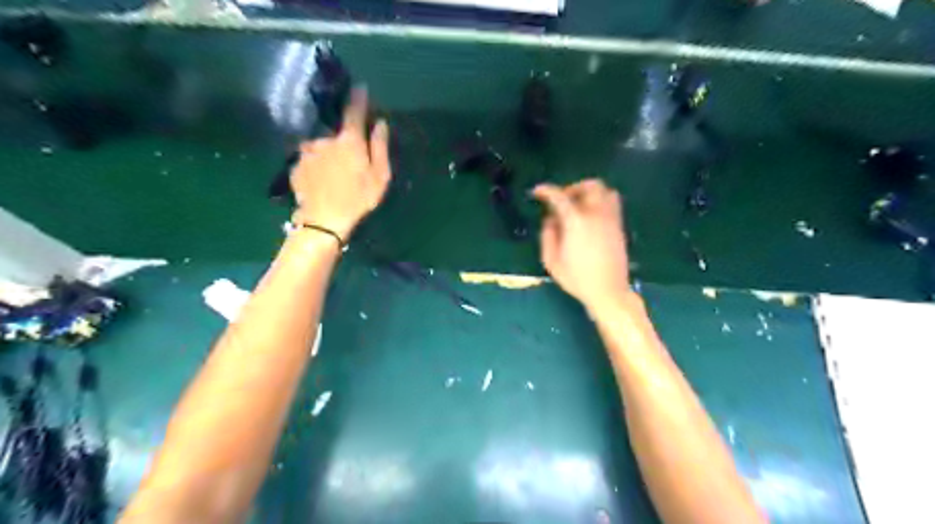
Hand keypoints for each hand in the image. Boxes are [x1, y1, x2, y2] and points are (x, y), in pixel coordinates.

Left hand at [293, 85, 391, 240]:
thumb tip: (380, 123)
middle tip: (352, 164)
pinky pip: (310, 160)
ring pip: (322, 148)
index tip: (361, 88)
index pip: (354, 112)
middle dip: (345, 143)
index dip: (358, 99)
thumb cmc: (358, 199)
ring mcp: (307, 152)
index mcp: (348, 141)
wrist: (324, 220)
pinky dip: (317, 167)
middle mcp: (324, 139)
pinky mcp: (296, 166)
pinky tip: (323, 183)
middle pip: (337, 134)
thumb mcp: (379, 176)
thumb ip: (380, 147)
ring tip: (335, 177)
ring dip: (329, 156)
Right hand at [537, 178, 632, 310]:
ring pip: (605, 191)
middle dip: (573, 188)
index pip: (559, 197)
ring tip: (579, 205)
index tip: (537, 192)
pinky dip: (600, 201)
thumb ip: (548, 235)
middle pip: (589, 186)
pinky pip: (612, 203)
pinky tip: (591, 217)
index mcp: (576, 222)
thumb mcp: (552, 260)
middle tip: (562, 200)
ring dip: (589, 192)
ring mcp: (611, 219)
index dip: (546, 191)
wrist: (608, 291)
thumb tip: (551, 219)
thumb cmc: (577, 278)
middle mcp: (596, 214)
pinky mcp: (619, 227)